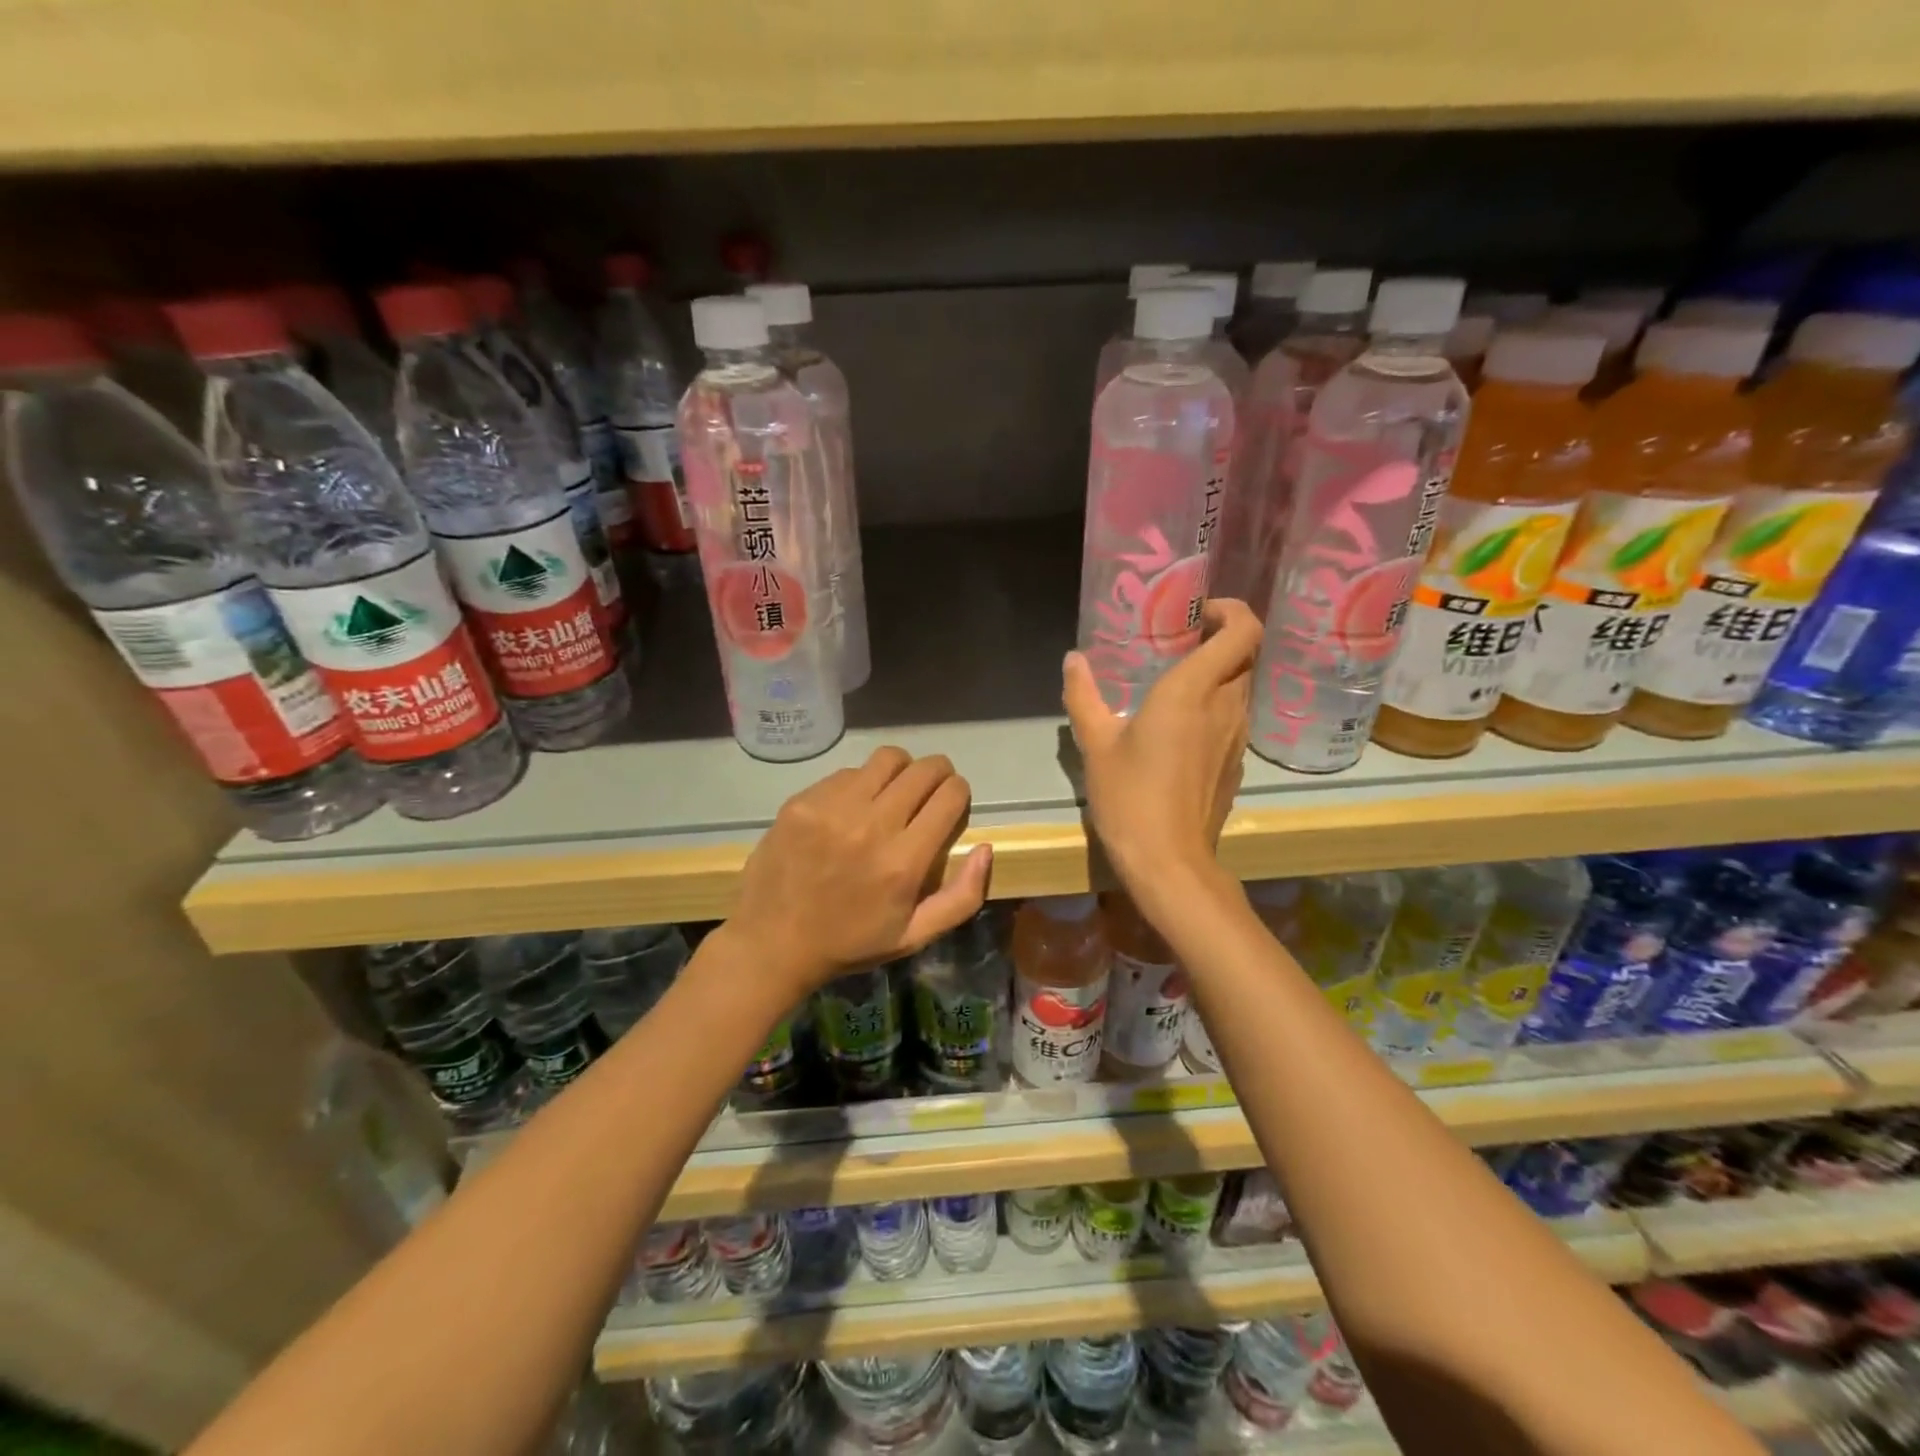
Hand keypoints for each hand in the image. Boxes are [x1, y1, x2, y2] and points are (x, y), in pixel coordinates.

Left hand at [725, 747, 991, 1007]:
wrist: (771, 943)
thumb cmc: (850, 943)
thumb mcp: (915, 936)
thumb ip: (962, 897)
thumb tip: (985, 849)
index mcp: (904, 861)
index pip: (949, 795)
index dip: (959, 791)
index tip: (953, 800)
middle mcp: (872, 825)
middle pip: (923, 769)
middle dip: (938, 773)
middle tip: (931, 787)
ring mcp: (833, 808)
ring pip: (887, 759)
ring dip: (901, 769)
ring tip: (894, 789)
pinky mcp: (803, 801)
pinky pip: (847, 773)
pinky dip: (861, 783)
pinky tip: (852, 806)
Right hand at [1063, 598, 1261, 900]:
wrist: (1168, 860)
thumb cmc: (1129, 796)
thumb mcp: (1096, 743)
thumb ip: (1083, 695)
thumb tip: (1074, 660)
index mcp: (1193, 690)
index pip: (1244, 629)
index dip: (1231, 610)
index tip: (1199, 613)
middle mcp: (1227, 705)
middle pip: (1246, 654)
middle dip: (1220, 640)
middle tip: (1179, 644)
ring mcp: (1238, 737)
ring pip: (1242, 687)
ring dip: (1219, 674)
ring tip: (1176, 684)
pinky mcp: (1237, 763)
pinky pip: (1235, 718)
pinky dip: (1216, 708)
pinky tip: (1181, 729)